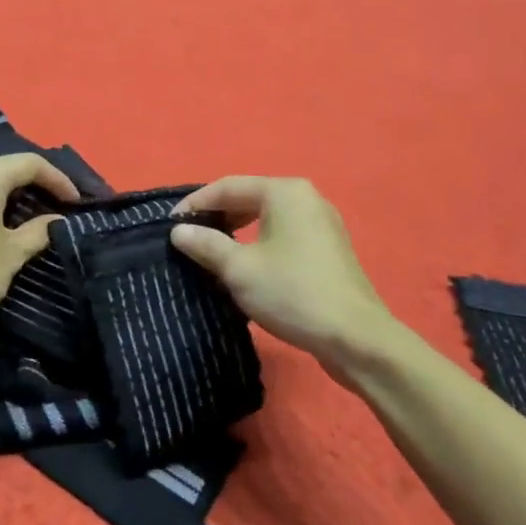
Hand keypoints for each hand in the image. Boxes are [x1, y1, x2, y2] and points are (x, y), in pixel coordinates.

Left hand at [0, 153, 80, 351]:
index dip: (58, 180)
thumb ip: (37, 232)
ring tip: (28, 217)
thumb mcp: (9, 257)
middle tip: (56, 207)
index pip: (30, 164)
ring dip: (7, 195)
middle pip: (4, 168)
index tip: (76, 202)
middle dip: (33, 185)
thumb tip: (55, 220)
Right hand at [170, 176, 405, 376]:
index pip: (228, 186)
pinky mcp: (329, 248)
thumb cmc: (292, 293)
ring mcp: (322, 222)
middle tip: (189, 238)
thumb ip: (206, 244)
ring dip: (238, 230)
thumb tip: (178, 230)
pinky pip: (285, 233)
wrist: (355, 338)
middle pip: (250, 197)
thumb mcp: (239, 269)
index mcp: (284, 192)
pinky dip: (260, 242)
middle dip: (217, 216)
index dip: (196, 204)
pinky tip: (247, 265)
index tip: (170, 225)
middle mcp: (306, 197)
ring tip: (212, 251)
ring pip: (268, 217)